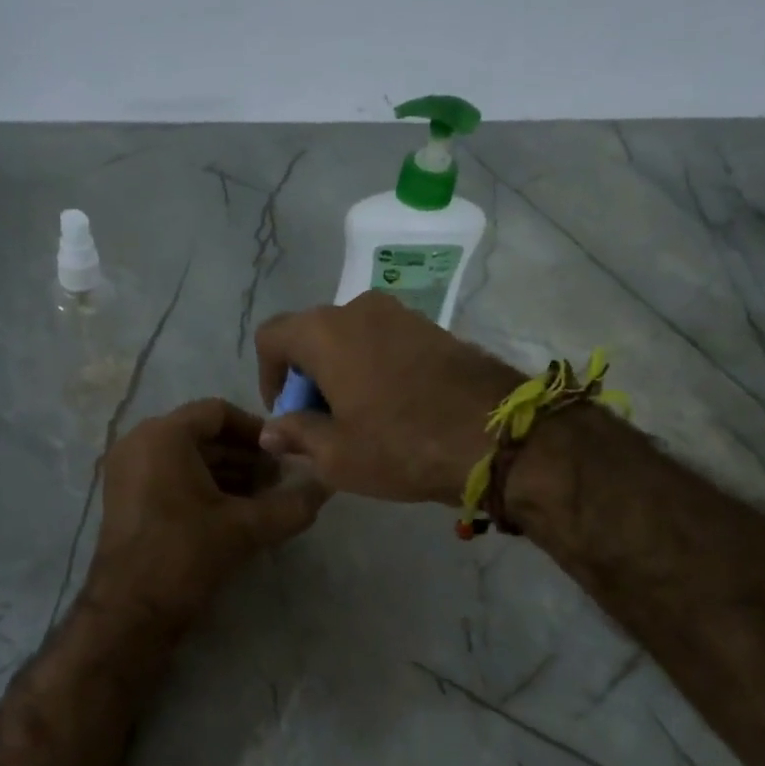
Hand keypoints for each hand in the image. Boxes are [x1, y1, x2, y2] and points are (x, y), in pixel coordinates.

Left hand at [85, 398, 328, 630]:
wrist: (130, 611)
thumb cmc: (185, 555)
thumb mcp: (246, 528)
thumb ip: (292, 504)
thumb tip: (328, 485)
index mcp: (163, 436)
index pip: (219, 412)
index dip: (257, 432)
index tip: (284, 457)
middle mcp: (139, 443)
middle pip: (203, 435)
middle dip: (245, 457)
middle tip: (280, 482)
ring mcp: (127, 471)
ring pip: (188, 458)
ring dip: (228, 474)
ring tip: (264, 501)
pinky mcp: (126, 498)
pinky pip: (171, 476)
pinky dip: (203, 487)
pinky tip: (234, 514)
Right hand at [254, 293, 522, 504]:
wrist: (497, 435)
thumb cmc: (401, 445)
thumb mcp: (336, 455)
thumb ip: (296, 435)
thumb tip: (272, 430)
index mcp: (325, 332)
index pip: (272, 337)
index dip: (268, 377)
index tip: (287, 414)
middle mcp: (359, 309)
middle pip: (312, 336)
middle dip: (306, 377)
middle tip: (320, 422)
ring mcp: (401, 314)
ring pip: (350, 339)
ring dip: (341, 373)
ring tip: (358, 419)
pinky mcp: (433, 328)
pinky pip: (384, 342)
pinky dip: (373, 368)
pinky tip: (392, 408)